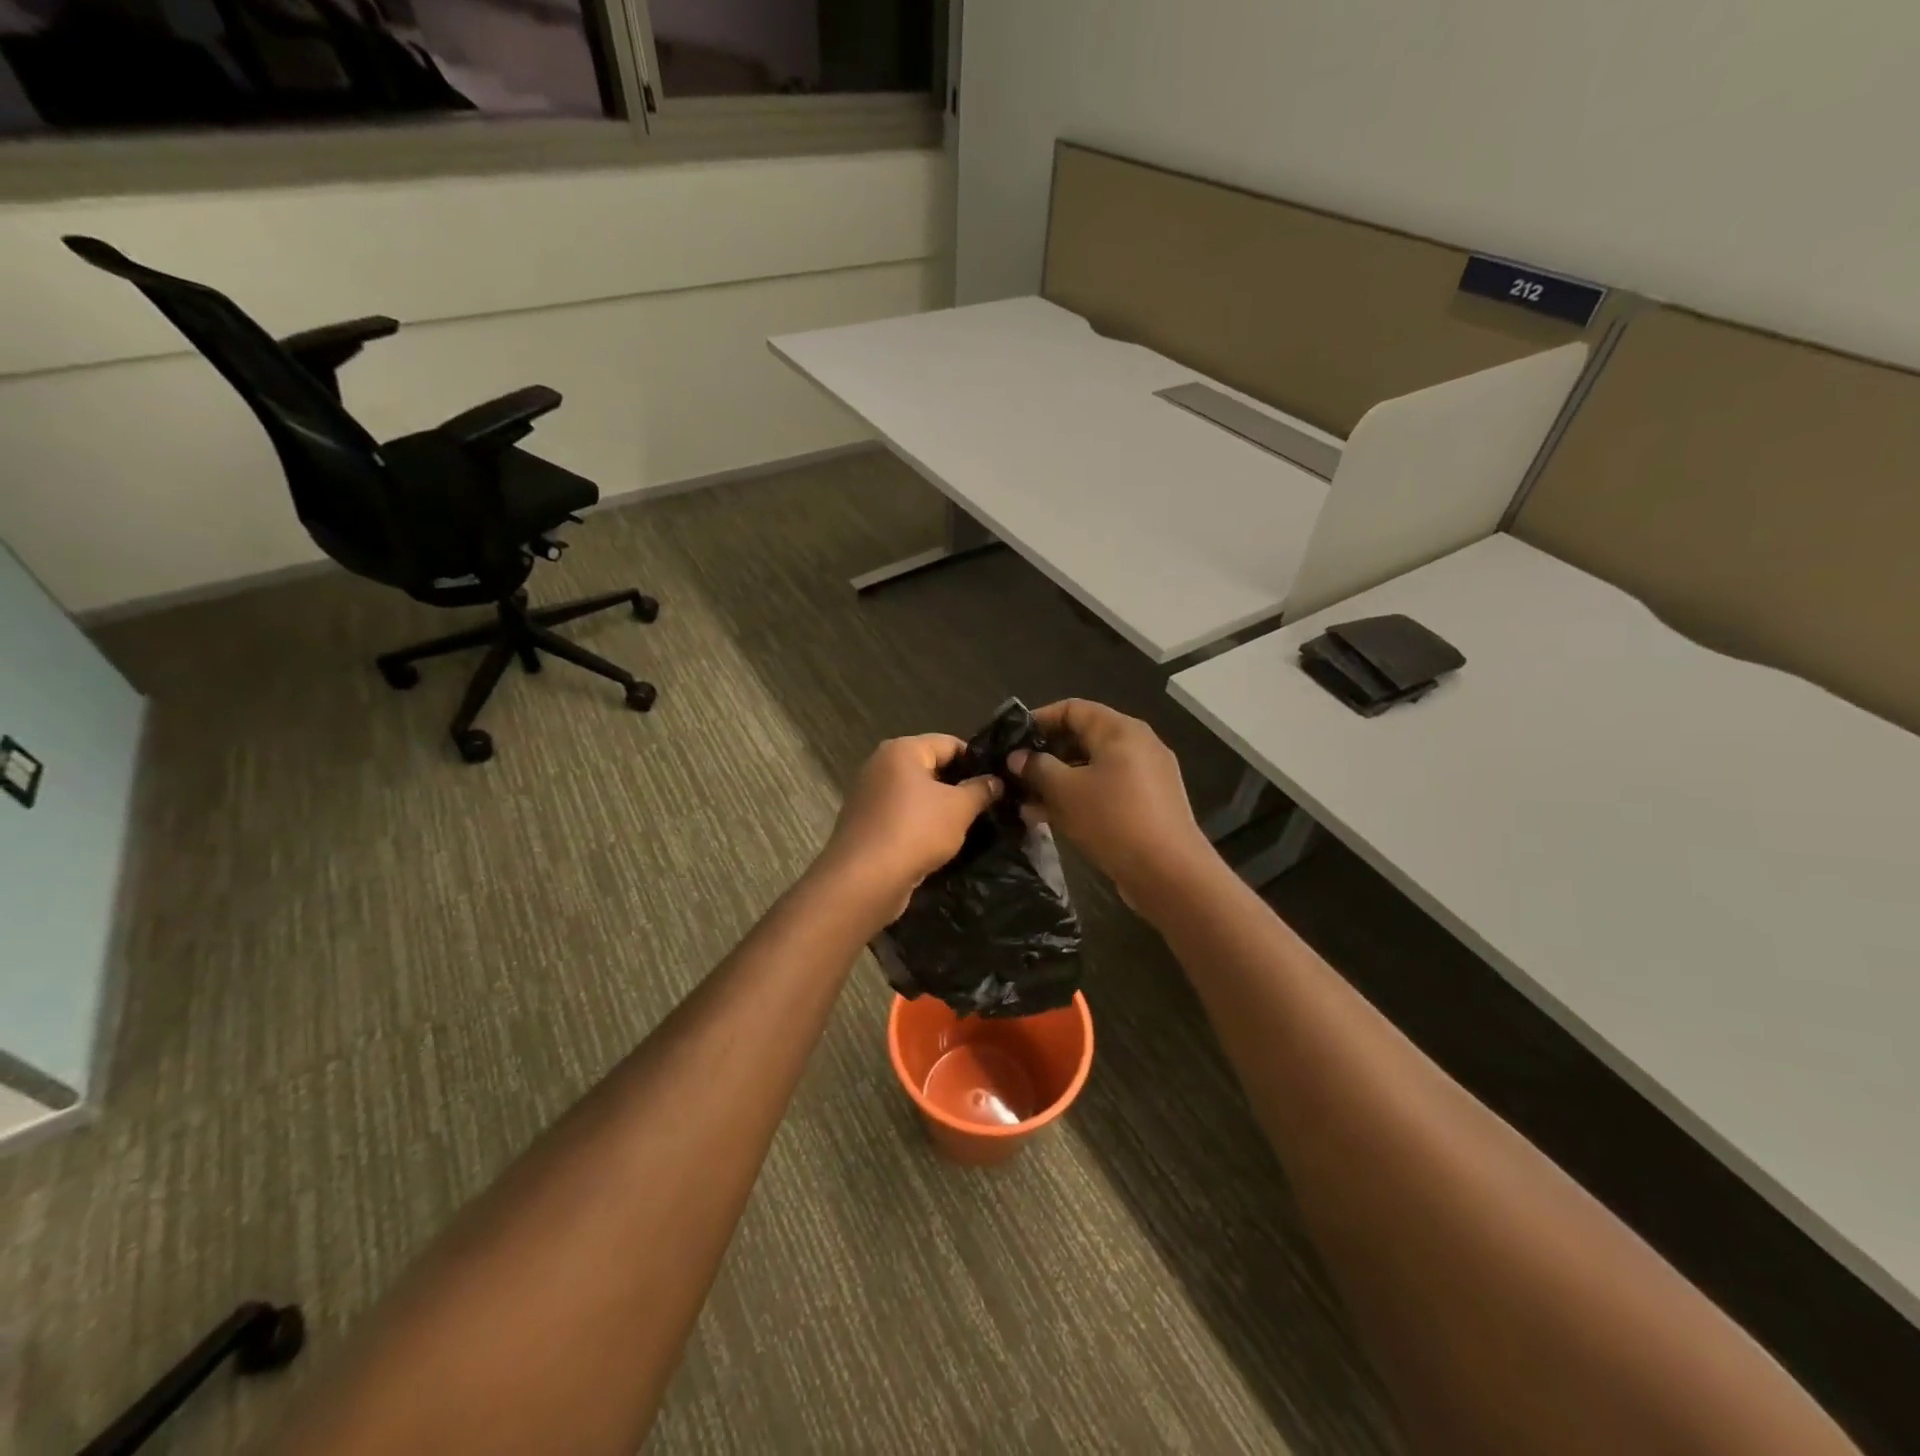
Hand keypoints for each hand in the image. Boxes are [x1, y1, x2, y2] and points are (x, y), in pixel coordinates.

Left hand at [817, 734, 1002, 919]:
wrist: (865, 880)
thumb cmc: (916, 831)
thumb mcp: (959, 808)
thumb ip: (981, 790)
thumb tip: (996, 781)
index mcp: (901, 750)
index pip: (949, 743)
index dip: (977, 761)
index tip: (998, 782)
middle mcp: (880, 765)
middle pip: (930, 767)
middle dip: (958, 785)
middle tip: (987, 805)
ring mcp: (869, 795)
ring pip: (915, 794)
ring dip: (939, 808)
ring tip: (968, 826)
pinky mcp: (865, 823)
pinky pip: (901, 816)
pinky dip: (920, 824)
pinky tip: (939, 843)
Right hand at [1009, 699, 1214, 901]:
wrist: (1169, 873)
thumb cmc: (1113, 819)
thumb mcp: (1065, 791)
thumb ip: (1037, 768)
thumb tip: (1018, 757)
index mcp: (1120, 730)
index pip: (1072, 708)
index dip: (1039, 719)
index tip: (1011, 740)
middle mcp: (1137, 744)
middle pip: (1083, 738)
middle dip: (1046, 756)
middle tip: (1016, 775)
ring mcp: (1146, 775)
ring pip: (1092, 768)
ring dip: (1059, 782)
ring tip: (1027, 804)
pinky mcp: (1149, 803)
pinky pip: (1107, 790)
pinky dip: (1080, 797)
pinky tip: (1053, 819)